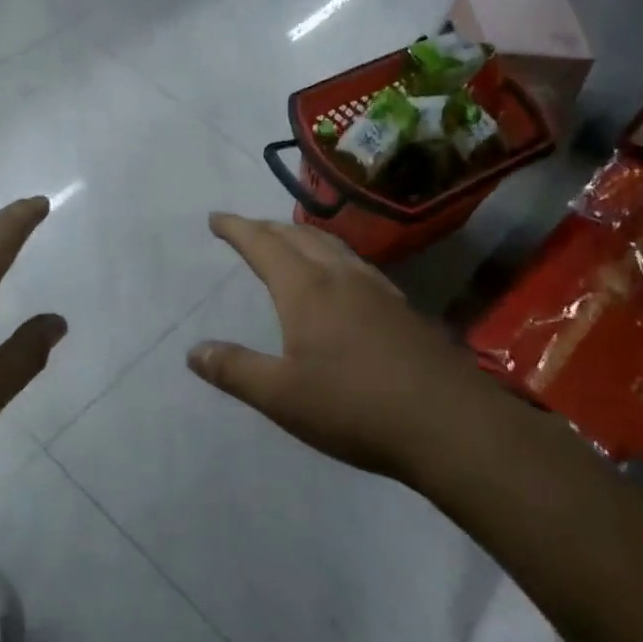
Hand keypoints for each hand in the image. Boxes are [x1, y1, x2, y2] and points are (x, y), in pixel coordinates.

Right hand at [185, 214, 486, 484]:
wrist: (449, 424)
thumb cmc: (355, 407)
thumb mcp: (282, 397)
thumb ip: (235, 370)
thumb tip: (193, 351)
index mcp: (306, 290)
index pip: (263, 244)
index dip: (237, 228)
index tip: (216, 217)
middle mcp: (341, 277)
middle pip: (299, 236)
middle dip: (267, 227)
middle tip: (246, 228)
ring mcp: (377, 290)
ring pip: (332, 246)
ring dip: (303, 237)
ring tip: (289, 242)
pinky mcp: (402, 308)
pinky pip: (356, 265)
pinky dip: (333, 256)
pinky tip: (342, 279)